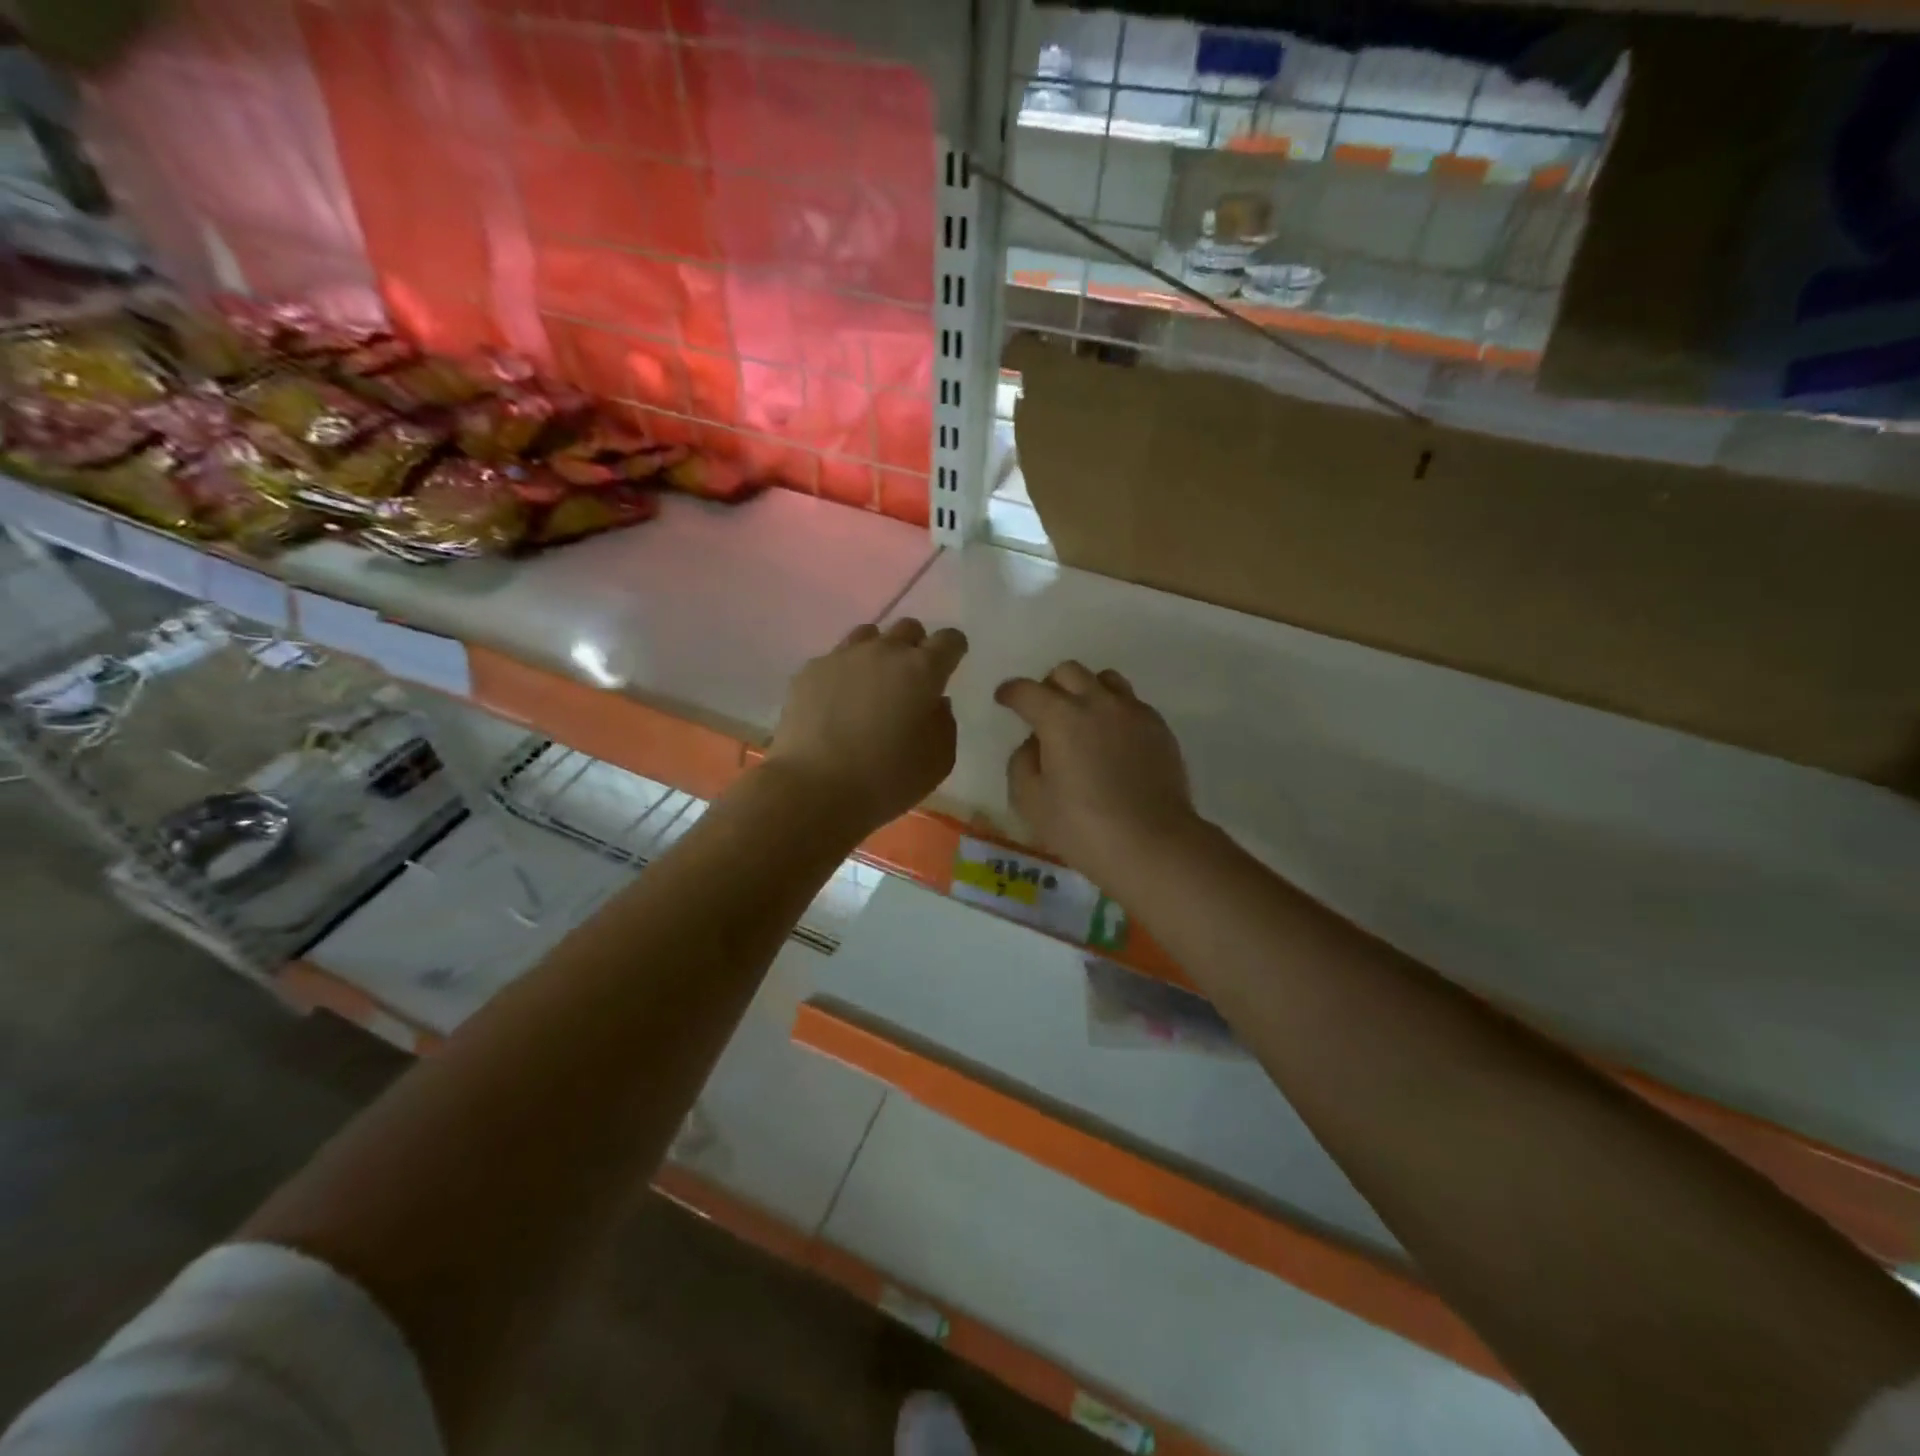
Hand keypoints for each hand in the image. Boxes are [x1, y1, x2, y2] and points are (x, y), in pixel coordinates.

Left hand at [766, 618, 967, 835]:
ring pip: (868, 635)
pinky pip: (835, 659)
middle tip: (911, 679)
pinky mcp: (809, 671)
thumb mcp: (938, 762)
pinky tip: (837, 702)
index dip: (953, 649)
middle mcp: (883, 652)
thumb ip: (944, 724)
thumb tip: (936, 703)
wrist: (813, 789)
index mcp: (922, 670)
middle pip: (908, 629)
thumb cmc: (886, 779)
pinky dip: (843, 673)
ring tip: (872, 684)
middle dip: (916, 647)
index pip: (949, 640)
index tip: (950, 664)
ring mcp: (842, 657)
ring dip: (878, 652)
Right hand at [996, 662, 1200, 892]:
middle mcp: (1097, 703)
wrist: (1153, 844)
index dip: (1011, 692)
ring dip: (1086, 690)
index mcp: (1060, 718)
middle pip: (1068, 672)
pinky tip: (1113, 741)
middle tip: (1044, 711)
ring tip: (1082, 718)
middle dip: (1049, 685)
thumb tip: (1034, 744)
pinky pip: (1132, 704)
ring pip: (1105, 679)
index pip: (1027, 691)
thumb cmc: (1082, 827)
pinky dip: (1114, 712)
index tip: (1004, 699)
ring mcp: (1133, 712)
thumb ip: (1022, 763)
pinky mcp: (1159, 729)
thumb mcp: (1030, 801)